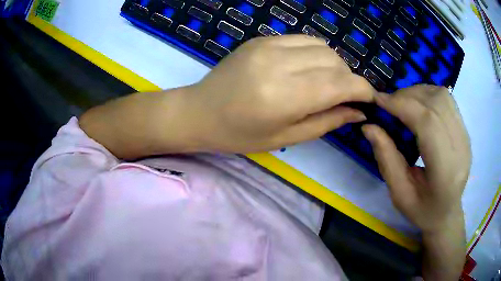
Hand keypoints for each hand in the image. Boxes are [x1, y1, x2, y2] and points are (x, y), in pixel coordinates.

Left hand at [184, 35, 374, 152]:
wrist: (199, 112)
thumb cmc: (238, 135)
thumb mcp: (285, 137)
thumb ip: (327, 122)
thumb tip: (358, 112)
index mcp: (284, 96)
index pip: (340, 84)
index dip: (362, 90)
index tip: (370, 99)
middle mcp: (278, 63)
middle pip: (334, 61)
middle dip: (348, 78)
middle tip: (343, 96)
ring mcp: (268, 45)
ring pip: (322, 46)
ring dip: (333, 64)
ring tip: (325, 82)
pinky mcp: (261, 39)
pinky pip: (302, 39)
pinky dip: (315, 53)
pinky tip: (307, 67)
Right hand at [361, 85, 470, 232]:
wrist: (447, 213)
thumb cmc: (422, 211)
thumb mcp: (399, 193)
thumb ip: (386, 159)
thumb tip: (368, 126)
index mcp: (445, 171)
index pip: (427, 123)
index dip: (402, 105)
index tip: (379, 100)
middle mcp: (460, 148)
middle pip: (435, 104)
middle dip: (407, 96)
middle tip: (388, 103)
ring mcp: (465, 137)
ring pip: (442, 96)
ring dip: (418, 92)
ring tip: (403, 102)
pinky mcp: (465, 130)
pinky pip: (447, 100)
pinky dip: (429, 95)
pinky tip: (419, 105)